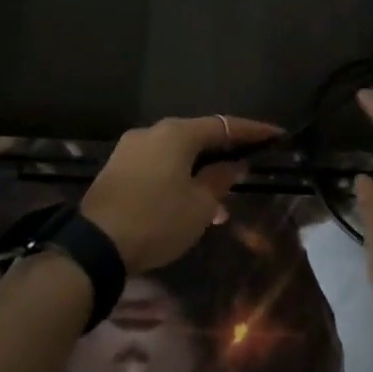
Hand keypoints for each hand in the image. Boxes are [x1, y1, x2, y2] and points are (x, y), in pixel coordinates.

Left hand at [80, 114, 281, 271]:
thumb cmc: (157, 221)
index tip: (277, 135)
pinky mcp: (117, 169)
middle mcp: (152, 132)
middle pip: (198, 137)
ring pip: (177, 156)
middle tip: (247, 171)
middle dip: (224, 155)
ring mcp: (130, 149)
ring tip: (219, 207)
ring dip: (200, 174)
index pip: (224, 125)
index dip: (253, 131)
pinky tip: (188, 207)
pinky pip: (158, 166)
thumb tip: (234, 164)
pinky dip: (178, 179)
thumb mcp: (200, 205)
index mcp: (176, 134)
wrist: (95, 246)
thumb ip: (220, 179)